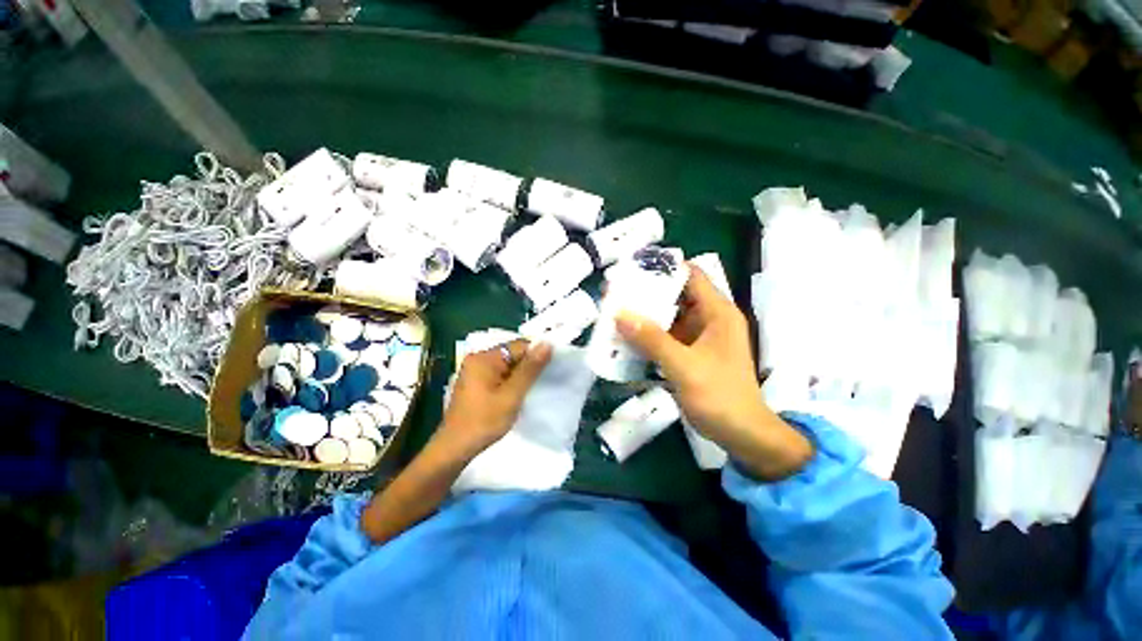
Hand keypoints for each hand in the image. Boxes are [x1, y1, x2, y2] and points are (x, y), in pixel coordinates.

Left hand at [438, 339, 552, 456]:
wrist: (455, 449)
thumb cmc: (484, 421)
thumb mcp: (512, 395)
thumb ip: (530, 369)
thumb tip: (547, 343)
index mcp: (484, 358)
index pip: (519, 346)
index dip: (537, 355)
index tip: (552, 367)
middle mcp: (478, 359)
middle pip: (512, 354)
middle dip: (529, 366)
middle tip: (544, 380)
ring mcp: (475, 371)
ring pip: (507, 366)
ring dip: (521, 375)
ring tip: (533, 388)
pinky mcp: (475, 383)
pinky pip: (499, 374)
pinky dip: (511, 381)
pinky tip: (519, 393)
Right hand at [616, 264, 812, 478]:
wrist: (742, 435)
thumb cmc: (720, 396)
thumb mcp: (684, 366)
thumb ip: (652, 340)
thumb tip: (620, 314)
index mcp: (717, 313)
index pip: (691, 275)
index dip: (664, 268)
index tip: (633, 270)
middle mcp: (710, 319)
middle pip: (677, 295)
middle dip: (648, 293)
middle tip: (617, 292)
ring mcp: (700, 337)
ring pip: (670, 316)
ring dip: (646, 315)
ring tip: (617, 312)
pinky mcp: (692, 353)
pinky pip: (668, 336)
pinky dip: (649, 335)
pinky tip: (628, 338)